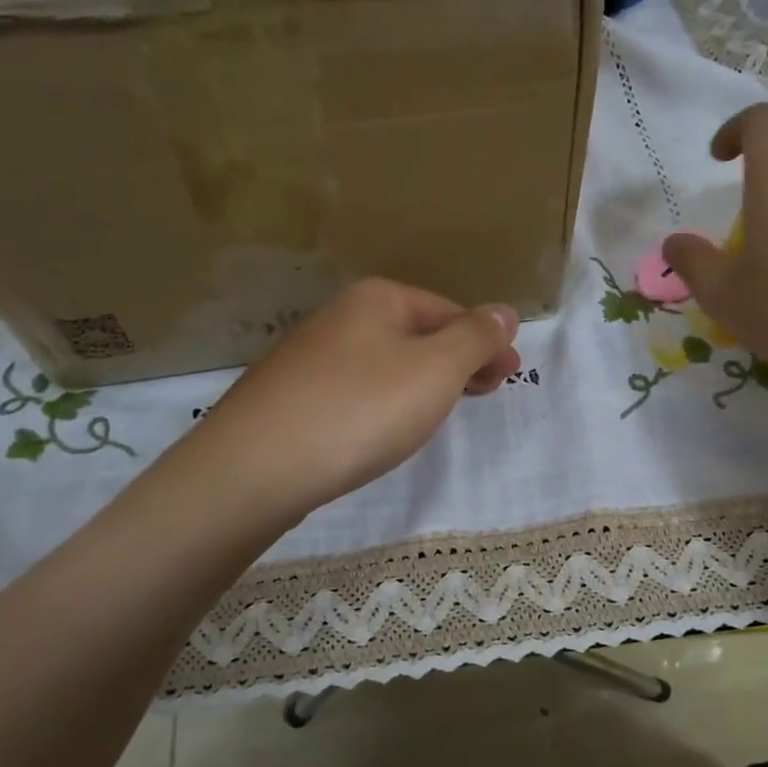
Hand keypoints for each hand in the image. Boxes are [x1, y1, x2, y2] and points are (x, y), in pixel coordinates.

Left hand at [187, 277, 520, 519]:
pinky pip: (356, 391)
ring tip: (442, 411)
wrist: (257, 467)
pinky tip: (385, 427)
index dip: (485, 341)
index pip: (449, 311)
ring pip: (386, 363)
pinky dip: (385, 402)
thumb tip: (504, 311)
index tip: (510, 375)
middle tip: (487, 392)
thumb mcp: (435, 369)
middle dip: (458, 361)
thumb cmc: (360, 409)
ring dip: (423, 381)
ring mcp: (310, 358)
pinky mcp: (292, 398)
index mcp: (378, 299)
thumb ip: (475, 338)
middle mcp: (341, 317)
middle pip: (417, 334)